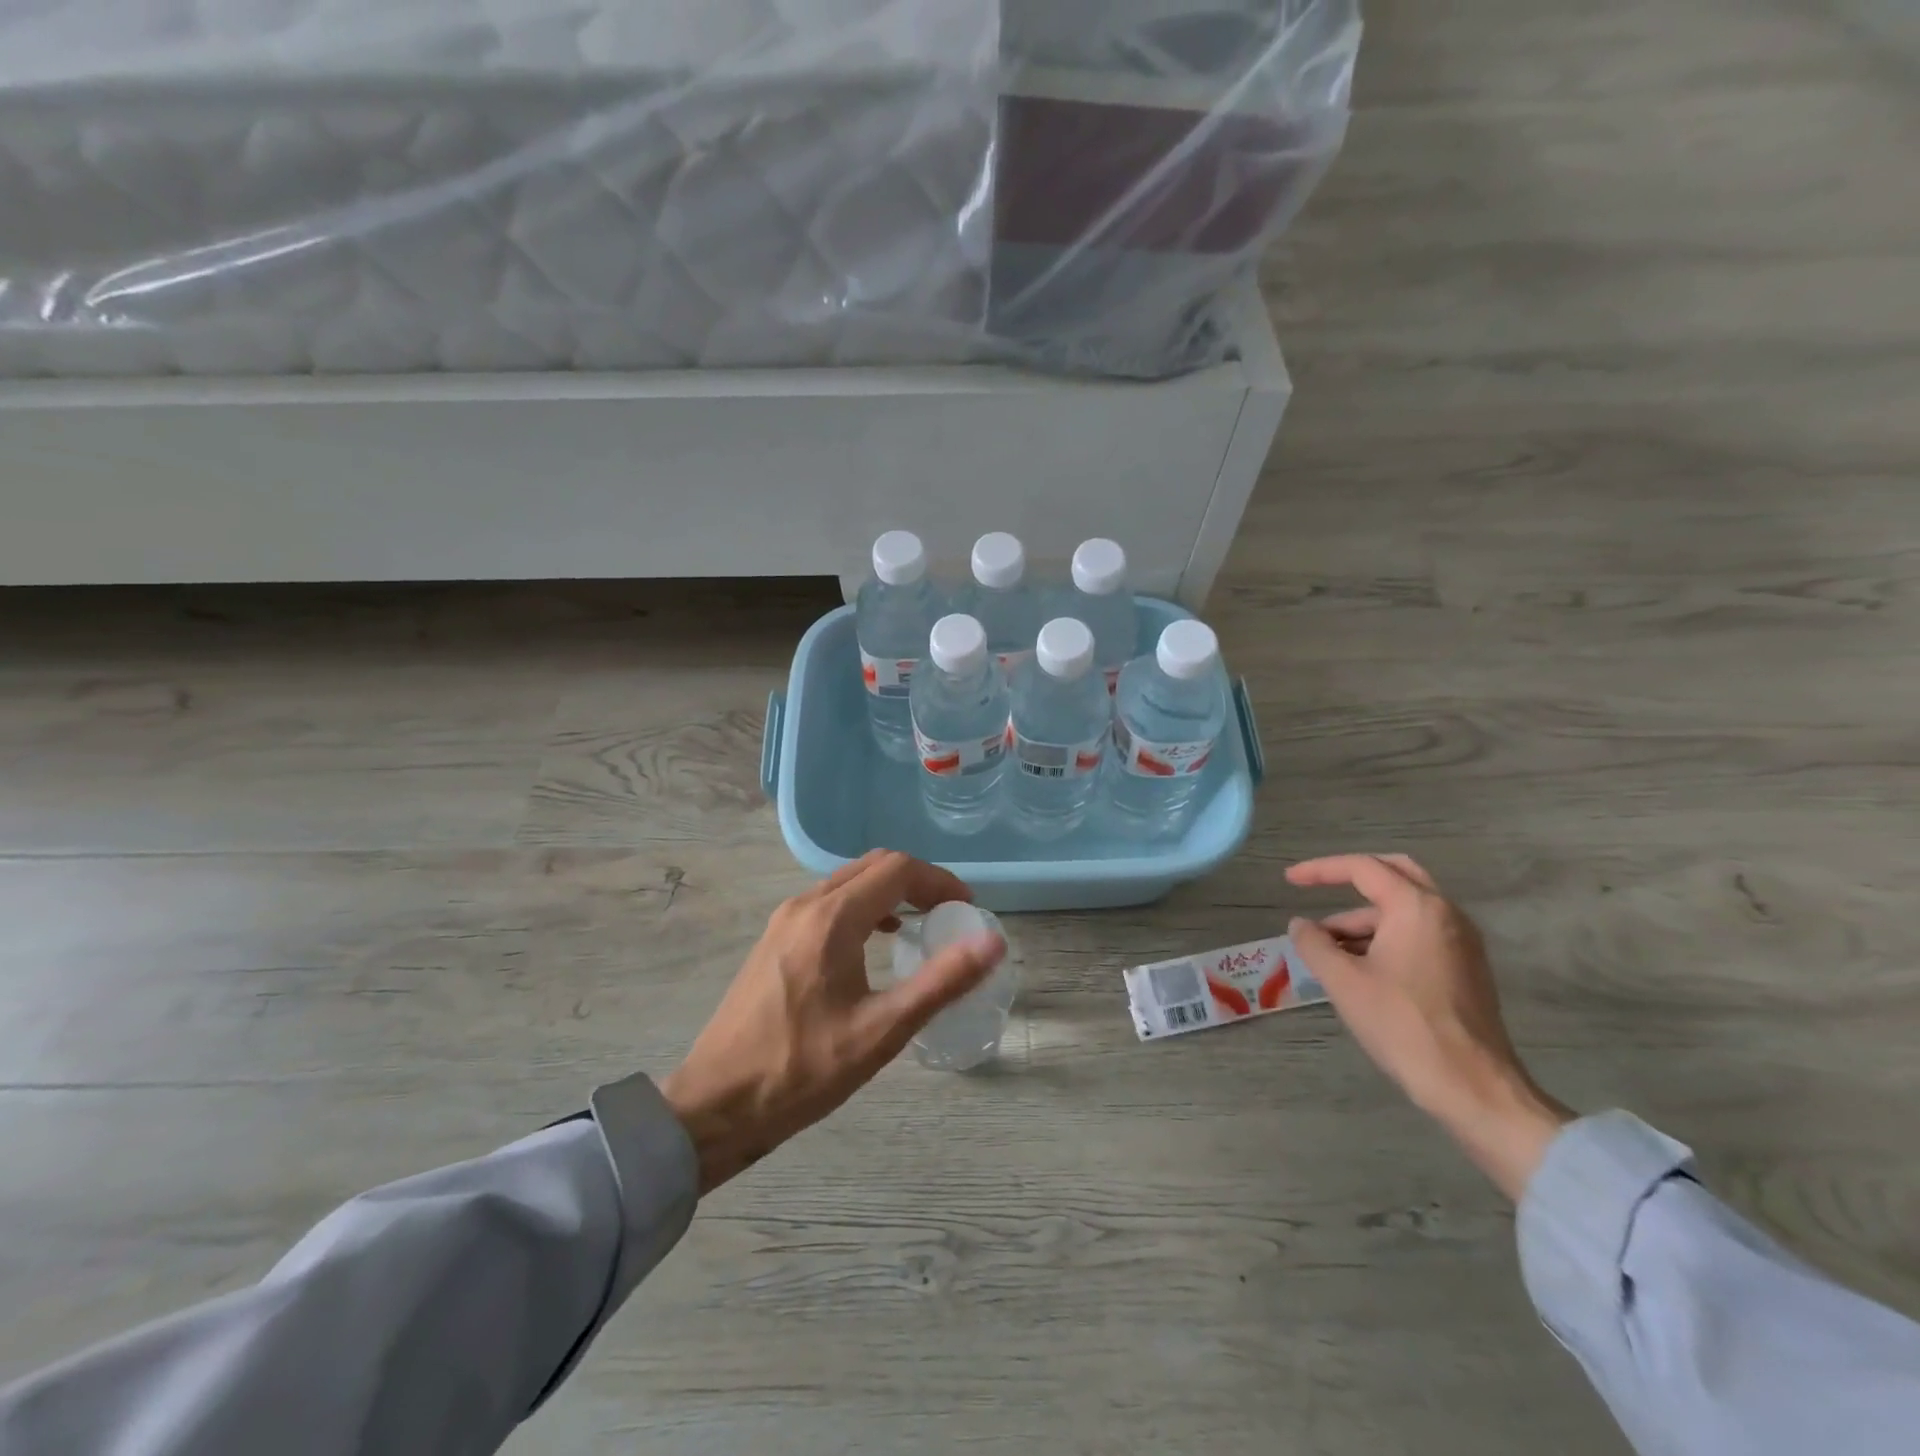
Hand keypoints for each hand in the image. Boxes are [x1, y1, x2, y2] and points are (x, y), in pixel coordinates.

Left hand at [661, 850, 1004, 1193]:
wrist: (715, 1105)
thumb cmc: (803, 1070)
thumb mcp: (882, 1031)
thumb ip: (942, 982)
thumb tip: (992, 942)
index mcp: (832, 918)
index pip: (898, 869)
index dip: (940, 881)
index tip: (967, 909)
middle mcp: (806, 904)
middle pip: (874, 866)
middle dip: (918, 881)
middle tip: (949, 914)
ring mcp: (784, 920)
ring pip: (849, 881)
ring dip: (890, 891)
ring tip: (921, 925)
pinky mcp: (774, 939)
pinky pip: (829, 902)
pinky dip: (863, 906)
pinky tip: (876, 942)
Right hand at [1286, 854, 1572, 1199]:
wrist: (1472, 1086)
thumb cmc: (1402, 1025)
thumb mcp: (1344, 982)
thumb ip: (1314, 944)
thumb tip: (1300, 925)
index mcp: (1417, 908)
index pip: (1363, 868)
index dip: (1321, 870)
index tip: (1289, 881)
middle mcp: (1446, 914)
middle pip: (1395, 874)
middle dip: (1352, 878)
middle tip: (1317, 888)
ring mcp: (1461, 942)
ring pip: (1405, 909)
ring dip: (1364, 917)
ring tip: (1326, 946)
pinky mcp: (1466, 968)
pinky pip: (1419, 932)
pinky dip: (1385, 935)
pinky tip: (1358, 965)